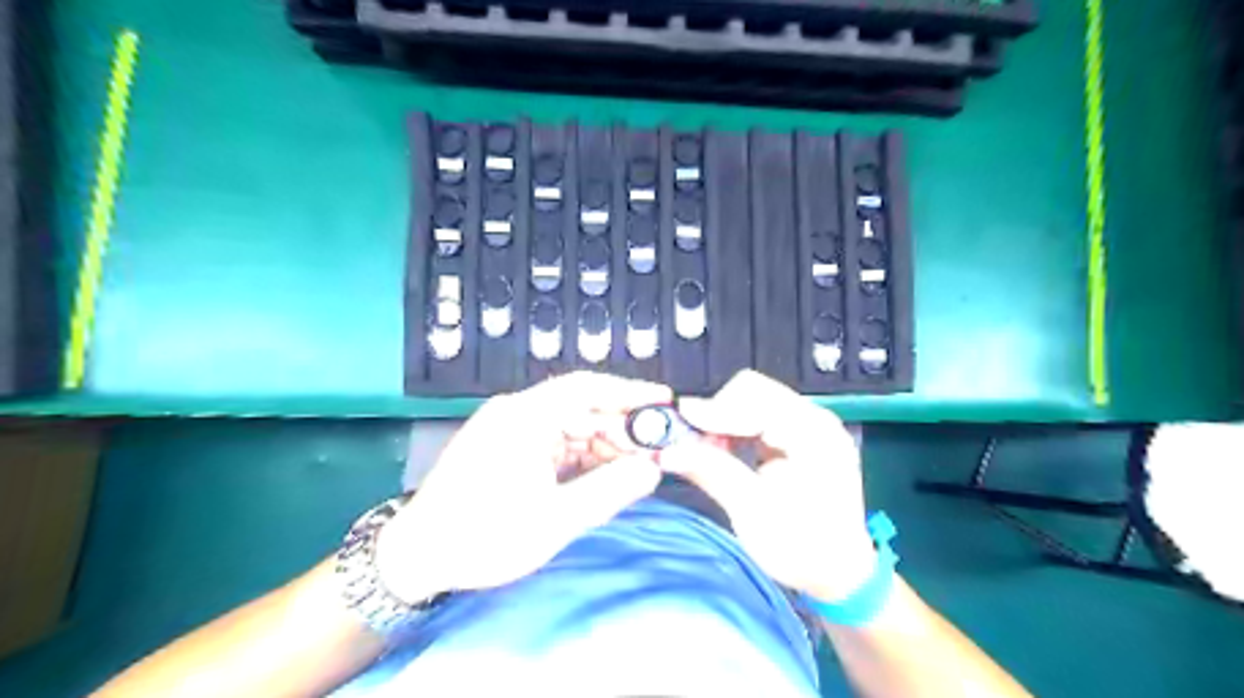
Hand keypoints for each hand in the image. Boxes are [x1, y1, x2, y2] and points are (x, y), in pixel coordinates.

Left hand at [375, 374, 670, 601]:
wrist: (417, 556)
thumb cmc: (482, 536)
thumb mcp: (555, 519)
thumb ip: (609, 491)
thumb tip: (652, 470)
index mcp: (524, 416)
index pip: (587, 388)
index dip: (629, 392)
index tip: (664, 402)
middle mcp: (517, 412)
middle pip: (582, 408)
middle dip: (622, 429)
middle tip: (657, 451)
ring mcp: (511, 428)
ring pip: (572, 427)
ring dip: (605, 446)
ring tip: (636, 470)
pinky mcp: (508, 447)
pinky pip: (557, 443)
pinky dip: (583, 458)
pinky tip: (604, 476)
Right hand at [659, 369, 872, 603]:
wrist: (839, 574)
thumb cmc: (802, 548)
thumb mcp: (752, 512)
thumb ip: (711, 472)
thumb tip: (668, 452)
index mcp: (813, 434)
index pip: (755, 401)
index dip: (713, 411)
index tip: (678, 424)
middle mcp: (814, 420)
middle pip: (753, 392)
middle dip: (718, 414)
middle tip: (695, 444)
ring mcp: (808, 427)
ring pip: (752, 402)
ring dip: (724, 421)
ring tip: (708, 452)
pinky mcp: (799, 437)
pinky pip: (759, 418)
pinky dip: (736, 430)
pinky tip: (725, 453)